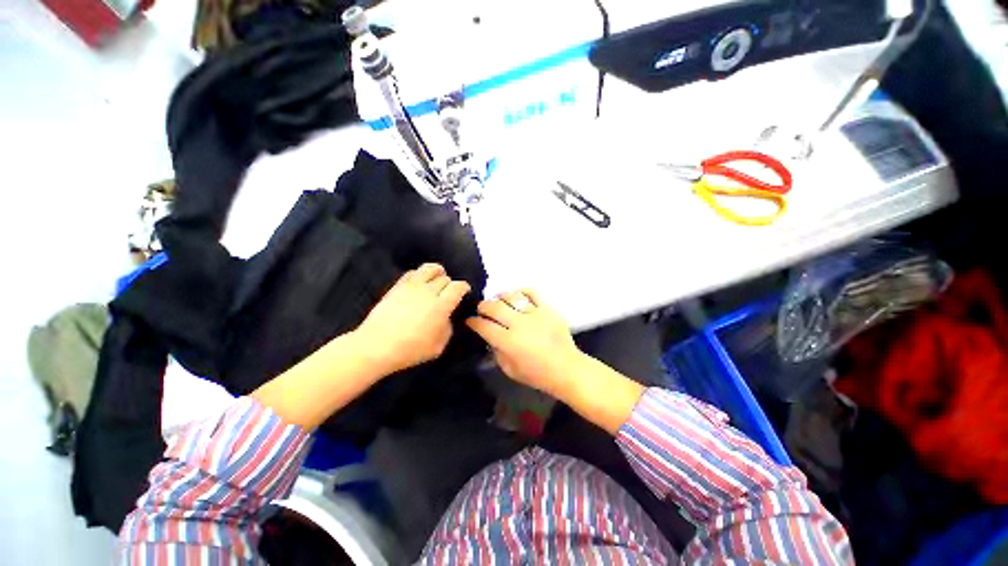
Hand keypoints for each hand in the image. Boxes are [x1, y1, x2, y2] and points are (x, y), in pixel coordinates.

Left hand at [355, 263, 469, 374]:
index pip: (458, 287)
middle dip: (450, 284)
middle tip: (449, 293)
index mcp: (441, 306)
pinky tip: (420, 281)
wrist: (376, 347)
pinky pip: (412, 272)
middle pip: (445, 278)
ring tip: (437, 279)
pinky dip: (420, 274)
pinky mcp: (397, 286)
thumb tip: (447, 317)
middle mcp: (428, 292)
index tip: (465, 292)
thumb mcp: (438, 346)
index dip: (464, 287)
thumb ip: (448, 328)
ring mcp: (412, 287)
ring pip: (430, 268)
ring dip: (437, 272)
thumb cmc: (410, 350)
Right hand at [466, 289, 584, 397]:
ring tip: (497, 300)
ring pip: (511, 297)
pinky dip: (521, 291)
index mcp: (509, 342)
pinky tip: (517, 296)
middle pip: (494, 307)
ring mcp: (535, 314)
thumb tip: (489, 336)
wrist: (566, 368)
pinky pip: (532, 292)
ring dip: (499, 297)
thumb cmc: (537, 374)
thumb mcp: (509, 369)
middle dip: (482, 306)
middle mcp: (519, 324)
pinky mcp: (547, 308)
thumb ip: (496, 351)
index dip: (473, 322)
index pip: (484, 326)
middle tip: (481, 309)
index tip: (470, 320)